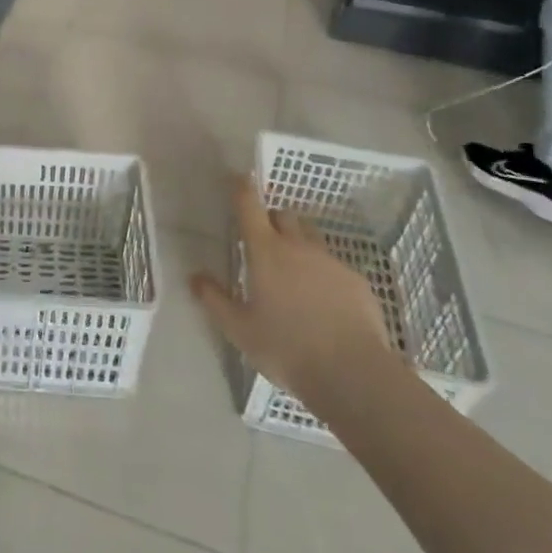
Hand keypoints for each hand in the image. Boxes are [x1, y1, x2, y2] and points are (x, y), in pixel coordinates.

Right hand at [191, 179, 400, 407]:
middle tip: (262, 241)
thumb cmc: (286, 348)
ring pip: (311, 237)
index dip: (242, 188)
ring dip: (298, 242)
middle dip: (271, 219)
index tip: (238, 178)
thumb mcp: (240, 330)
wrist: (353, 374)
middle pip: (283, 215)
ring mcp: (331, 262)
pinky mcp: (356, 281)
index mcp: (265, 252)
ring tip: (292, 272)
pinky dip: (323, 272)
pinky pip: (334, 265)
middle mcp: (298, 247)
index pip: (249, 206)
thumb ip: (215, 300)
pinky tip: (322, 301)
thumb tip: (195, 277)